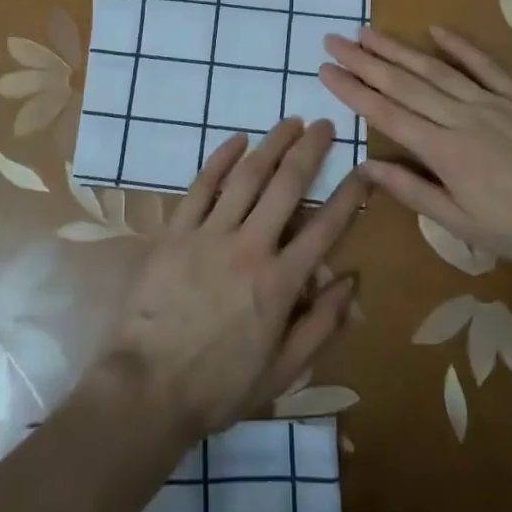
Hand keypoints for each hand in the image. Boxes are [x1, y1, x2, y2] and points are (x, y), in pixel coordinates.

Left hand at [99, 119, 367, 442]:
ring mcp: (209, 234)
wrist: (147, 388)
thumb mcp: (282, 371)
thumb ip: (320, 326)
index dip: (349, 196)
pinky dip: (220, 159)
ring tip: (290, 122)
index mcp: (279, 283)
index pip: (324, 228)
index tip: (365, 170)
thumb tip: (351, 281)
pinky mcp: (176, 232)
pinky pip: (201, 186)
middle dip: (310, 150)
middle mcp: (249, 247)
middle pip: (287, 186)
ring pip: (247, 176)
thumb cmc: (219, 386)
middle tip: (325, 125)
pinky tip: (237, 140)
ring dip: (271, 144)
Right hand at [320, 26, 511, 274]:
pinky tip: (436, 30)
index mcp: (443, 152)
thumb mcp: (462, 225)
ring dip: (399, 49)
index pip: (387, 113)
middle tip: (334, 39)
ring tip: (368, 32)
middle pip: (404, 83)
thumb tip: (368, 167)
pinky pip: (486, 65)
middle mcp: (460, 118)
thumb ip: (414, 192)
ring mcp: (492, 102)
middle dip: (365, 61)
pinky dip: (460, 46)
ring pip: (435, 70)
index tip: (326, 69)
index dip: (353, 90)